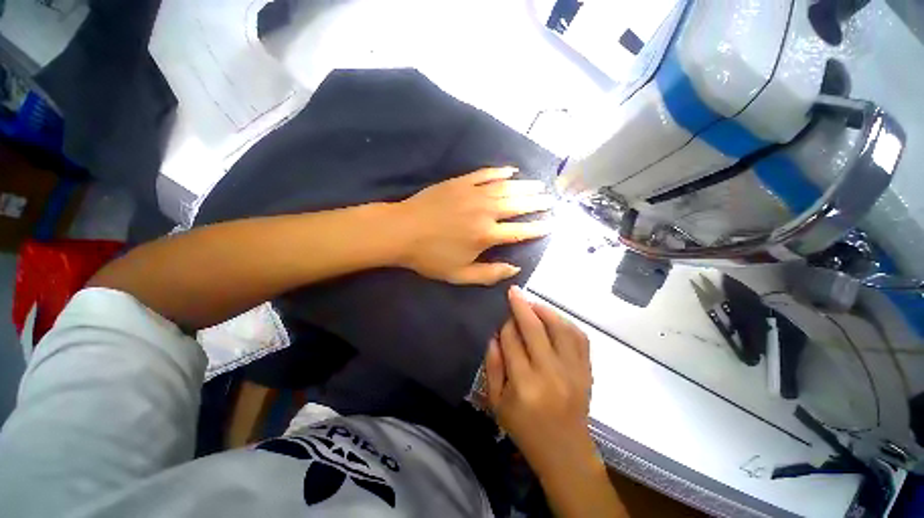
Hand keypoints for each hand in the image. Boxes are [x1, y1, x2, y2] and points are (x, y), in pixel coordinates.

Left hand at [393, 167, 553, 284]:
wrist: (401, 231)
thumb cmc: (430, 257)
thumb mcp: (459, 275)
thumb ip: (489, 274)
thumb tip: (515, 268)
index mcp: (486, 235)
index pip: (521, 232)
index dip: (538, 229)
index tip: (551, 225)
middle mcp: (486, 211)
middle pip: (518, 205)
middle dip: (537, 203)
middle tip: (551, 201)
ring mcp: (473, 193)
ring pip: (507, 187)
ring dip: (525, 186)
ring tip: (540, 185)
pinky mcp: (460, 182)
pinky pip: (486, 174)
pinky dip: (500, 172)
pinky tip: (511, 171)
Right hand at [485, 286, 594, 474]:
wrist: (566, 452)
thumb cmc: (525, 429)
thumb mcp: (497, 403)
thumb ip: (492, 366)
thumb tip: (494, 335)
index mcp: (524, 384)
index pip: (512, 341)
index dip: (505, 325)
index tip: (502, 316)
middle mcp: (550, 373)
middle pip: (535, 329)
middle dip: (522, 306)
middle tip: (514, 292)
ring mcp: (573, 371)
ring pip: (560, 328)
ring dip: (544, 310)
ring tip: (532, 304)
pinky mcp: (587, 371)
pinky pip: (579, 338)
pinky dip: (566, 323)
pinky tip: (553, 319)